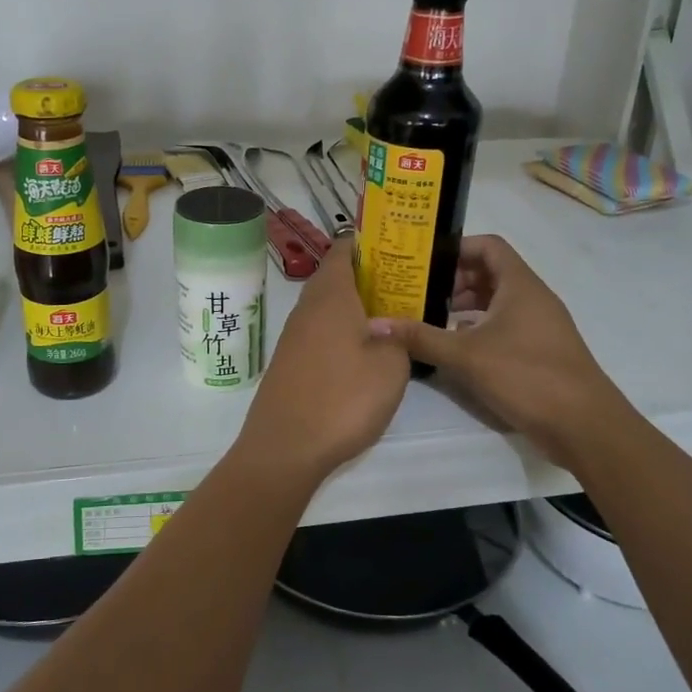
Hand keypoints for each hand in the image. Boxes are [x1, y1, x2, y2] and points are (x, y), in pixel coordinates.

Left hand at [236, 237, 410, 482]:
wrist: (285, 447)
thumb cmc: (343, 398)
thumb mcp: (391, 367)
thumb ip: (399, 338)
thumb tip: (393, 328)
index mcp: (331, 295)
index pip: (344, 249)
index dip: (371, 244)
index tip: (400, 249)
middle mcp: (307, 307)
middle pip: (336, 277)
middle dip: (369, 277)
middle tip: (406, 287)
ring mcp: (294, 335)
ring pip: (328, 306)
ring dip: (356, 307)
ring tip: (392, 318)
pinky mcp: (290, 361)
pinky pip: (320, 332)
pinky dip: (342, 332)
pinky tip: (363, 352)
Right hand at [367, 234, 616, 456]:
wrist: (584, 425)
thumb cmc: (526, 375)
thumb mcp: (466, 355)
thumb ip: (421, 337)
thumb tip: (375, 324)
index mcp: (520, 285)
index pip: (488, 246)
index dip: (456, 247)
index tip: (424, 261)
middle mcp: (532, 297)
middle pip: (490, 272)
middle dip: (453, 280)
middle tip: (417, 292)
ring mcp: (539, 325)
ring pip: (496, 301)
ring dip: (464, 306)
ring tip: (428, 317)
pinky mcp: (540, 350)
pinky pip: (504, 325)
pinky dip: (478, 328)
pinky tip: (455, 347)